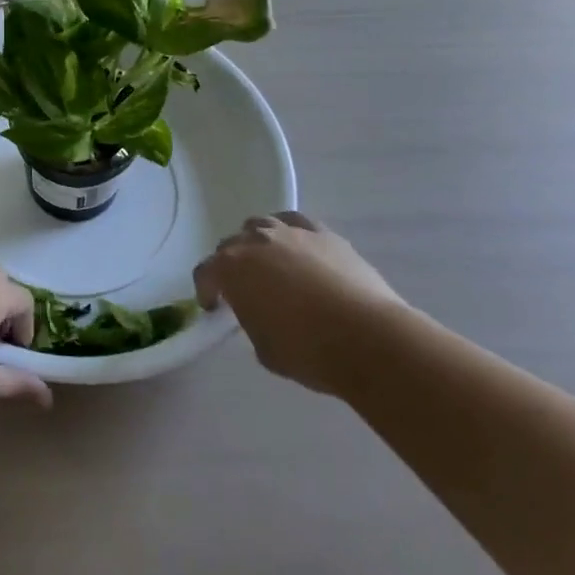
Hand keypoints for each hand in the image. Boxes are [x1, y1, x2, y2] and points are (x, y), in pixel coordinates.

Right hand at [194, 213, 405, 394]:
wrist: (369, 339)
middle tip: (245, 290)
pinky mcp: (323, 233)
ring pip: (261, 226)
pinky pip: (296, 223)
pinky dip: (291, 234)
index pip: (205, 273)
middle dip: (232, 266)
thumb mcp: (264, 349)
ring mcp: (290, 232)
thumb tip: (259, 313)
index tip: (215, 307)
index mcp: (231, 269)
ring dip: (259, 244)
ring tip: (272, 266)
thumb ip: (251, 322)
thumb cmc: (308, 350)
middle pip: (231, 245)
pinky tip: (299, 250)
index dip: (206, 290)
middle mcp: (255, 241)